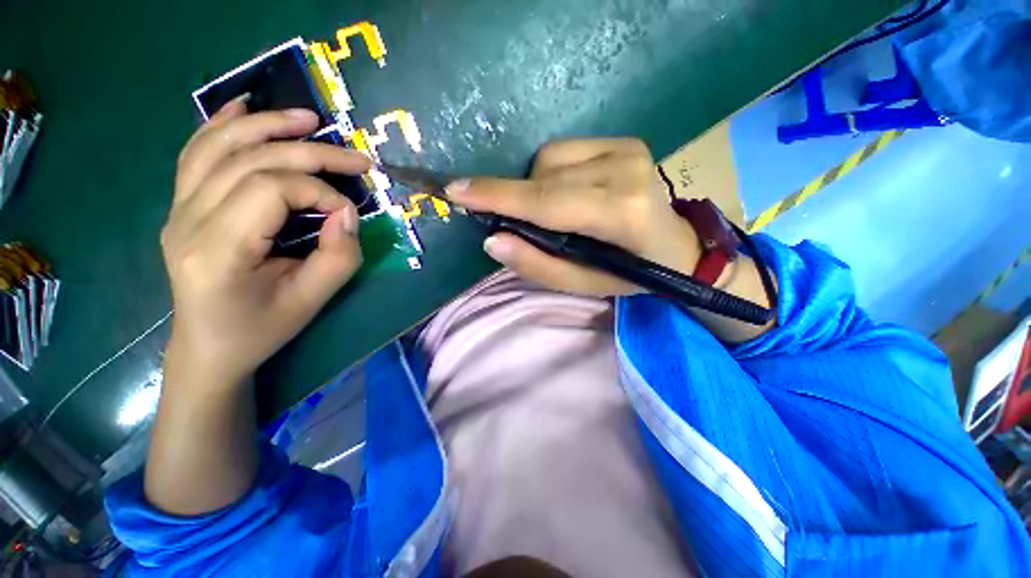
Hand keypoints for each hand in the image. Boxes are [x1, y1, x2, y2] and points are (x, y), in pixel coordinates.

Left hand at [161, 98, 371, 385]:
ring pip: (220, 147)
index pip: (271, 190)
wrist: (209, 347)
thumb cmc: (262, 329)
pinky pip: (196, 154)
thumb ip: (339, 257)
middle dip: (310, 153)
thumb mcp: (312, 301)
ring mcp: (177, 209)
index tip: (351, 213)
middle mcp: (186, 220)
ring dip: (267, 125)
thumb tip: (347, 214)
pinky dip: (221, 125)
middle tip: (357, 158)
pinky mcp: (181, 206)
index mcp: (217, 251)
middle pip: (250, 161)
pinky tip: (244, 108)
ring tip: (309, 119)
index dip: (321, 192)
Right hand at [446, 138, 701, 295]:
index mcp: (622, 213)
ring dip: (537, 188)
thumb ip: (538, 266)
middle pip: (543, 176)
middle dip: (517, 199)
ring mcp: (628, 149)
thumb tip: (493, 240)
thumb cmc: (630, 274)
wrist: (678, 246)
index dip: (499, 197)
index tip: (457, 192)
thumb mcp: (583, 284)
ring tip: (557, 214)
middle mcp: (626, 170)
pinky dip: (552, 174)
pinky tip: (570, 193)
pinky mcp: (625, 141)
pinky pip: (564, 151)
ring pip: (549, 160)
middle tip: (516, 224)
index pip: (548, 202)